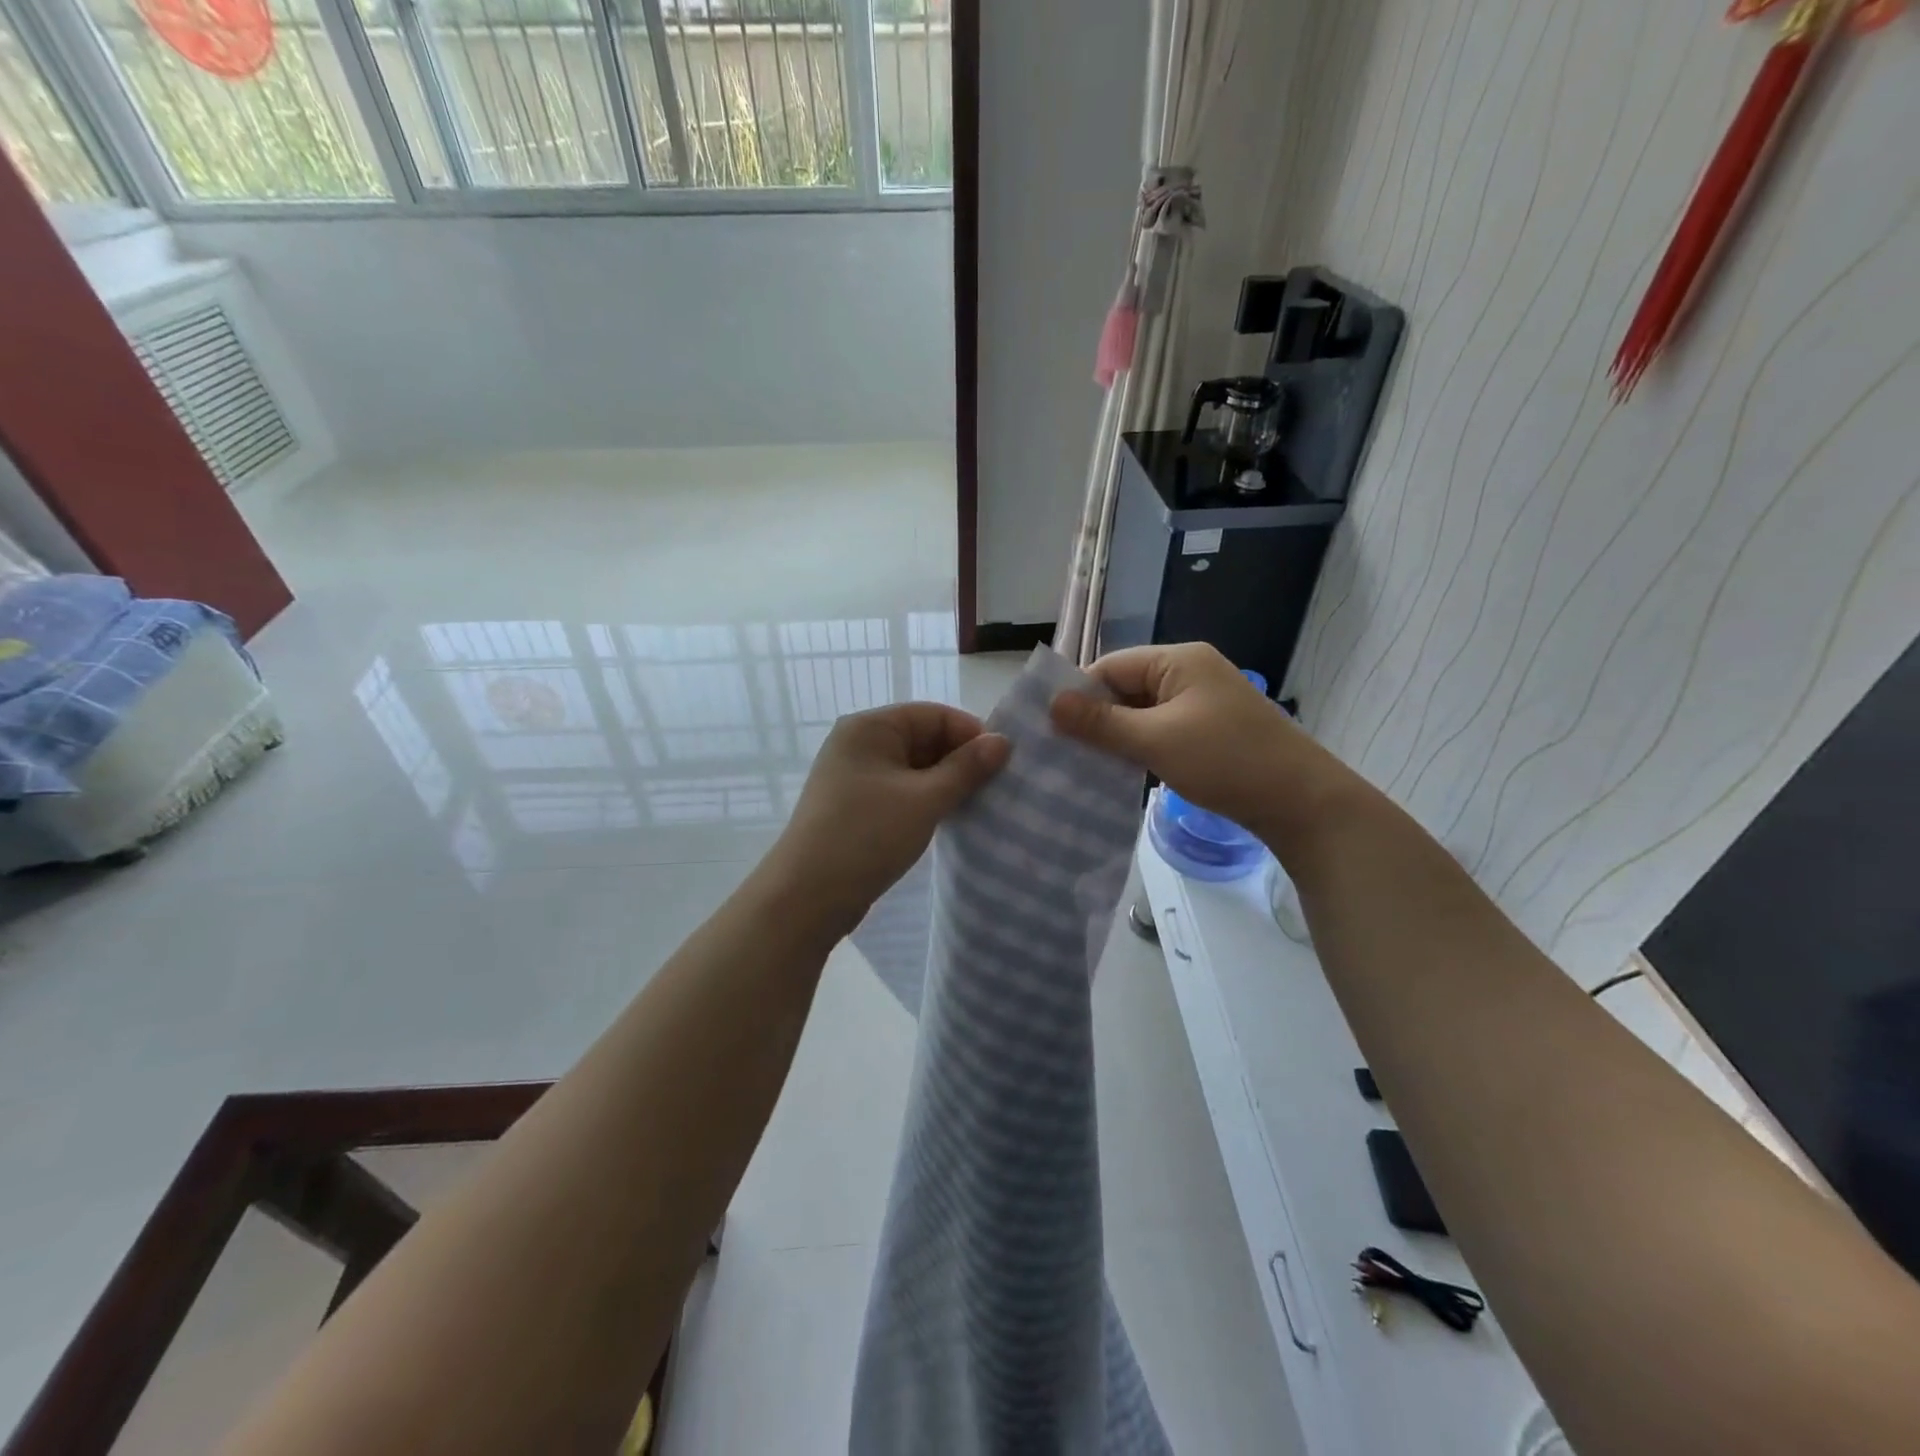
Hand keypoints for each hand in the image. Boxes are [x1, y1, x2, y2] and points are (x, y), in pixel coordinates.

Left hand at [769, 702, 1010, 934]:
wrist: (807, 896)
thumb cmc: (867, 836)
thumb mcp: (925, 800)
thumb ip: (966, 768)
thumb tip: (1003, 741)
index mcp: (870, 727)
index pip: (934, 714)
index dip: (971, 734)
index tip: (1004, 764)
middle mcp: (859, 743)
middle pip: (924, 738)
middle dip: (959, 760)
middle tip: (996, 788)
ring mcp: (855, 776)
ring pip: (914, 768)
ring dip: (945, 783)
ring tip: (977, 805)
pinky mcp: (856, 806)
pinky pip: (901, 790)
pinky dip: (926, 800)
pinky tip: (948, 818)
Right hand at [1049, 643, 1340, 842]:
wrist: (1300, 801)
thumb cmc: (1226, 761)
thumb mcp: (1156, 740)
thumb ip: (1102, 722)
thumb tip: (1052, 703)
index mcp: (1178, 660)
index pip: (1111, 666)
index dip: (1079, 694)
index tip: (1049, 728)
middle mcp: (1189, 672)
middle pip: (1125, 687)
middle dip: (1095, 717)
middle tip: (1060, 751)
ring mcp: (1201, 701)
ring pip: (1141, 712)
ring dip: (1116, 735)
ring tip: (1083, 763)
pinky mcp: (1208, 729)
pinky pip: (1160, 729)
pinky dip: (1139, 746)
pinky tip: (1120, 770)